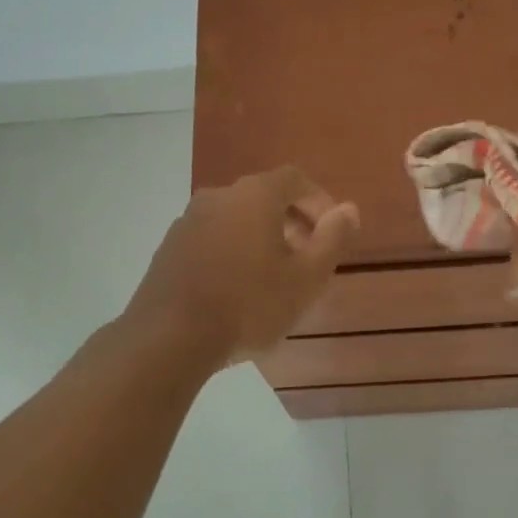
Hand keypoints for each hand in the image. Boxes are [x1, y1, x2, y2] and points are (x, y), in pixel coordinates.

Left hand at [124, 166, 359, 367]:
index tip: (332, 233)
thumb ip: (333, 239)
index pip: (296, 179)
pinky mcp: (169, 248)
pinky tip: (237, 289)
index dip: (319, 202)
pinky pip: (212, 239)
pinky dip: (232, 252)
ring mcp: (188, 221)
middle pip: (264, 197)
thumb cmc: (249, 304)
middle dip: (292, 222)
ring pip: (236, 219)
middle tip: (308, 258)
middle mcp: (219, 196)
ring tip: (274, 278)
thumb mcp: (306, 278)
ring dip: (261, 238)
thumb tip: (348, 210)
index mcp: (255, 194)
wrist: (169, 337)